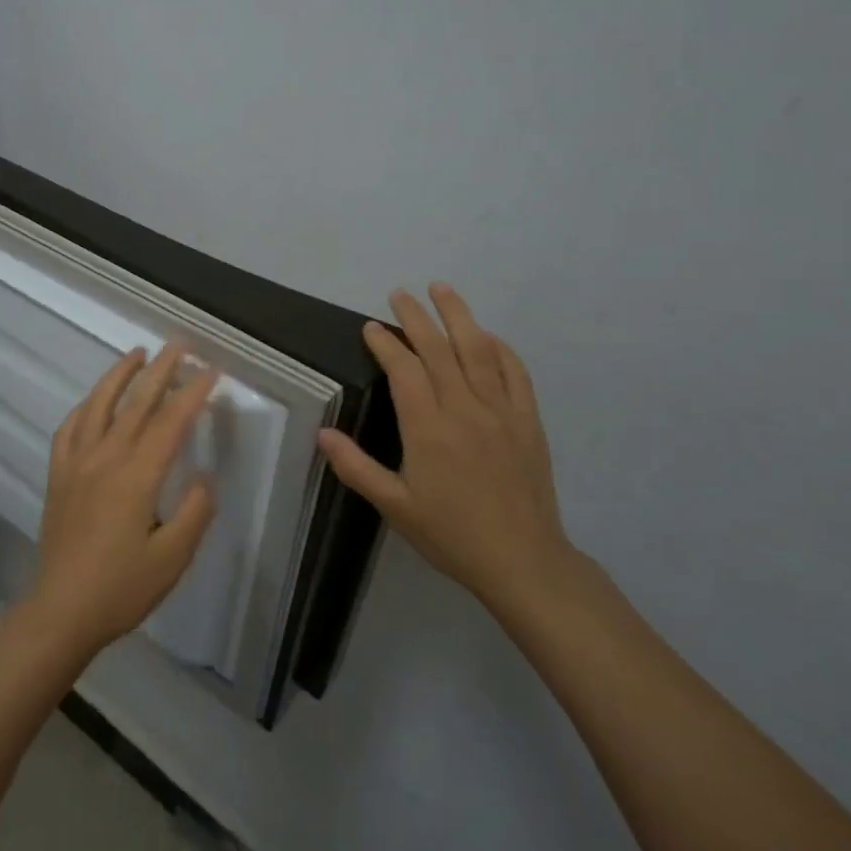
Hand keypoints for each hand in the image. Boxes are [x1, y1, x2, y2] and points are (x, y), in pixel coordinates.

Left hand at [26, 342, 221, 658]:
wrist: (61, 611)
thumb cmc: (122, 588)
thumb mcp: (172, 558)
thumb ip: (194, 513)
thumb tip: (203, 476)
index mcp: (136, 476)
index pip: (171, 422)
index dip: (193, 393)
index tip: (211, 370)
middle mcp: (104, 458)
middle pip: (136, 403)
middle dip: (161, 369)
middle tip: (179, 344)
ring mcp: (76, 463)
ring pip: (98, 405)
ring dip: (119, 374)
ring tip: (137, 353)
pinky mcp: (58, 475)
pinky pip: (69, 428)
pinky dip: (85, 406)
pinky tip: (94, 400)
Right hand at [318, 284, 574, 613]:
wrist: (522, 561)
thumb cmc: (451, 535)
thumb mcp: (394, 506)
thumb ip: (355, 467)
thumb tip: (322, 434)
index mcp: (429, 428)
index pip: (404, 370)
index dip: (385, 344)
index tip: (370, 327)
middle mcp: (465, 409)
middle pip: (438, 349)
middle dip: (416, 317)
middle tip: (399, 293)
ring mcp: (501, 411)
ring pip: (478, 350)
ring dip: (458, 315)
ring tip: (442, 289)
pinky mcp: (528, 421)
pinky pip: (515, 373)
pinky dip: (500, 348)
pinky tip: (488, 336)